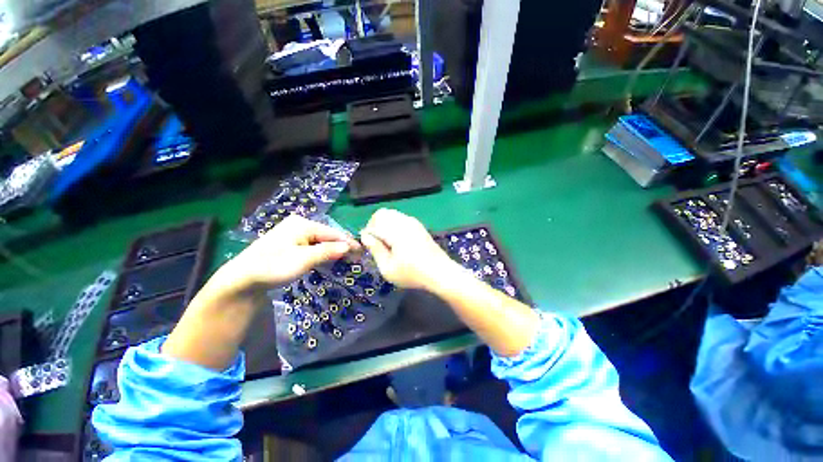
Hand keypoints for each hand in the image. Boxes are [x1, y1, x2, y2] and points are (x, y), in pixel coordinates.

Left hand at [219, 215, 359, 291]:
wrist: (242, 280)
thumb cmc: (274, 266)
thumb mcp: (304, 259)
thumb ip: (328, 251)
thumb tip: (348, 247)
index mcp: (303, 224)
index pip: (333, 233)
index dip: (349, 243)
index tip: (362, 252)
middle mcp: (299, 225)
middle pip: (328, 236)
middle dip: (342, 247)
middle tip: (356, 258)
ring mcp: (294, 234)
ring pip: (321, 242)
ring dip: (334, 251)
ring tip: (348, 259)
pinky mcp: (290, 244)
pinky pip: (313, 246)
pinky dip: (323, 253)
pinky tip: (330, 258)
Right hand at [360, 209, 456, 289]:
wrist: (439, 272)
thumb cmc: (412, 273)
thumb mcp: (388, 268)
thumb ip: (375, 249)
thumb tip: (365, 236)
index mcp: (395, 230)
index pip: (374, 222)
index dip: (368, 233)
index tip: (371, 247)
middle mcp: (404, 221)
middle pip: (382, 213)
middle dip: (375, 226)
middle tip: (378, 243)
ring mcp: (413, 222)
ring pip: (392, 215)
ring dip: (385, 225)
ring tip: (389, 243)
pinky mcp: (419, 225)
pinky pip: (401, 218)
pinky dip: (395, 226)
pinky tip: (399, 242)